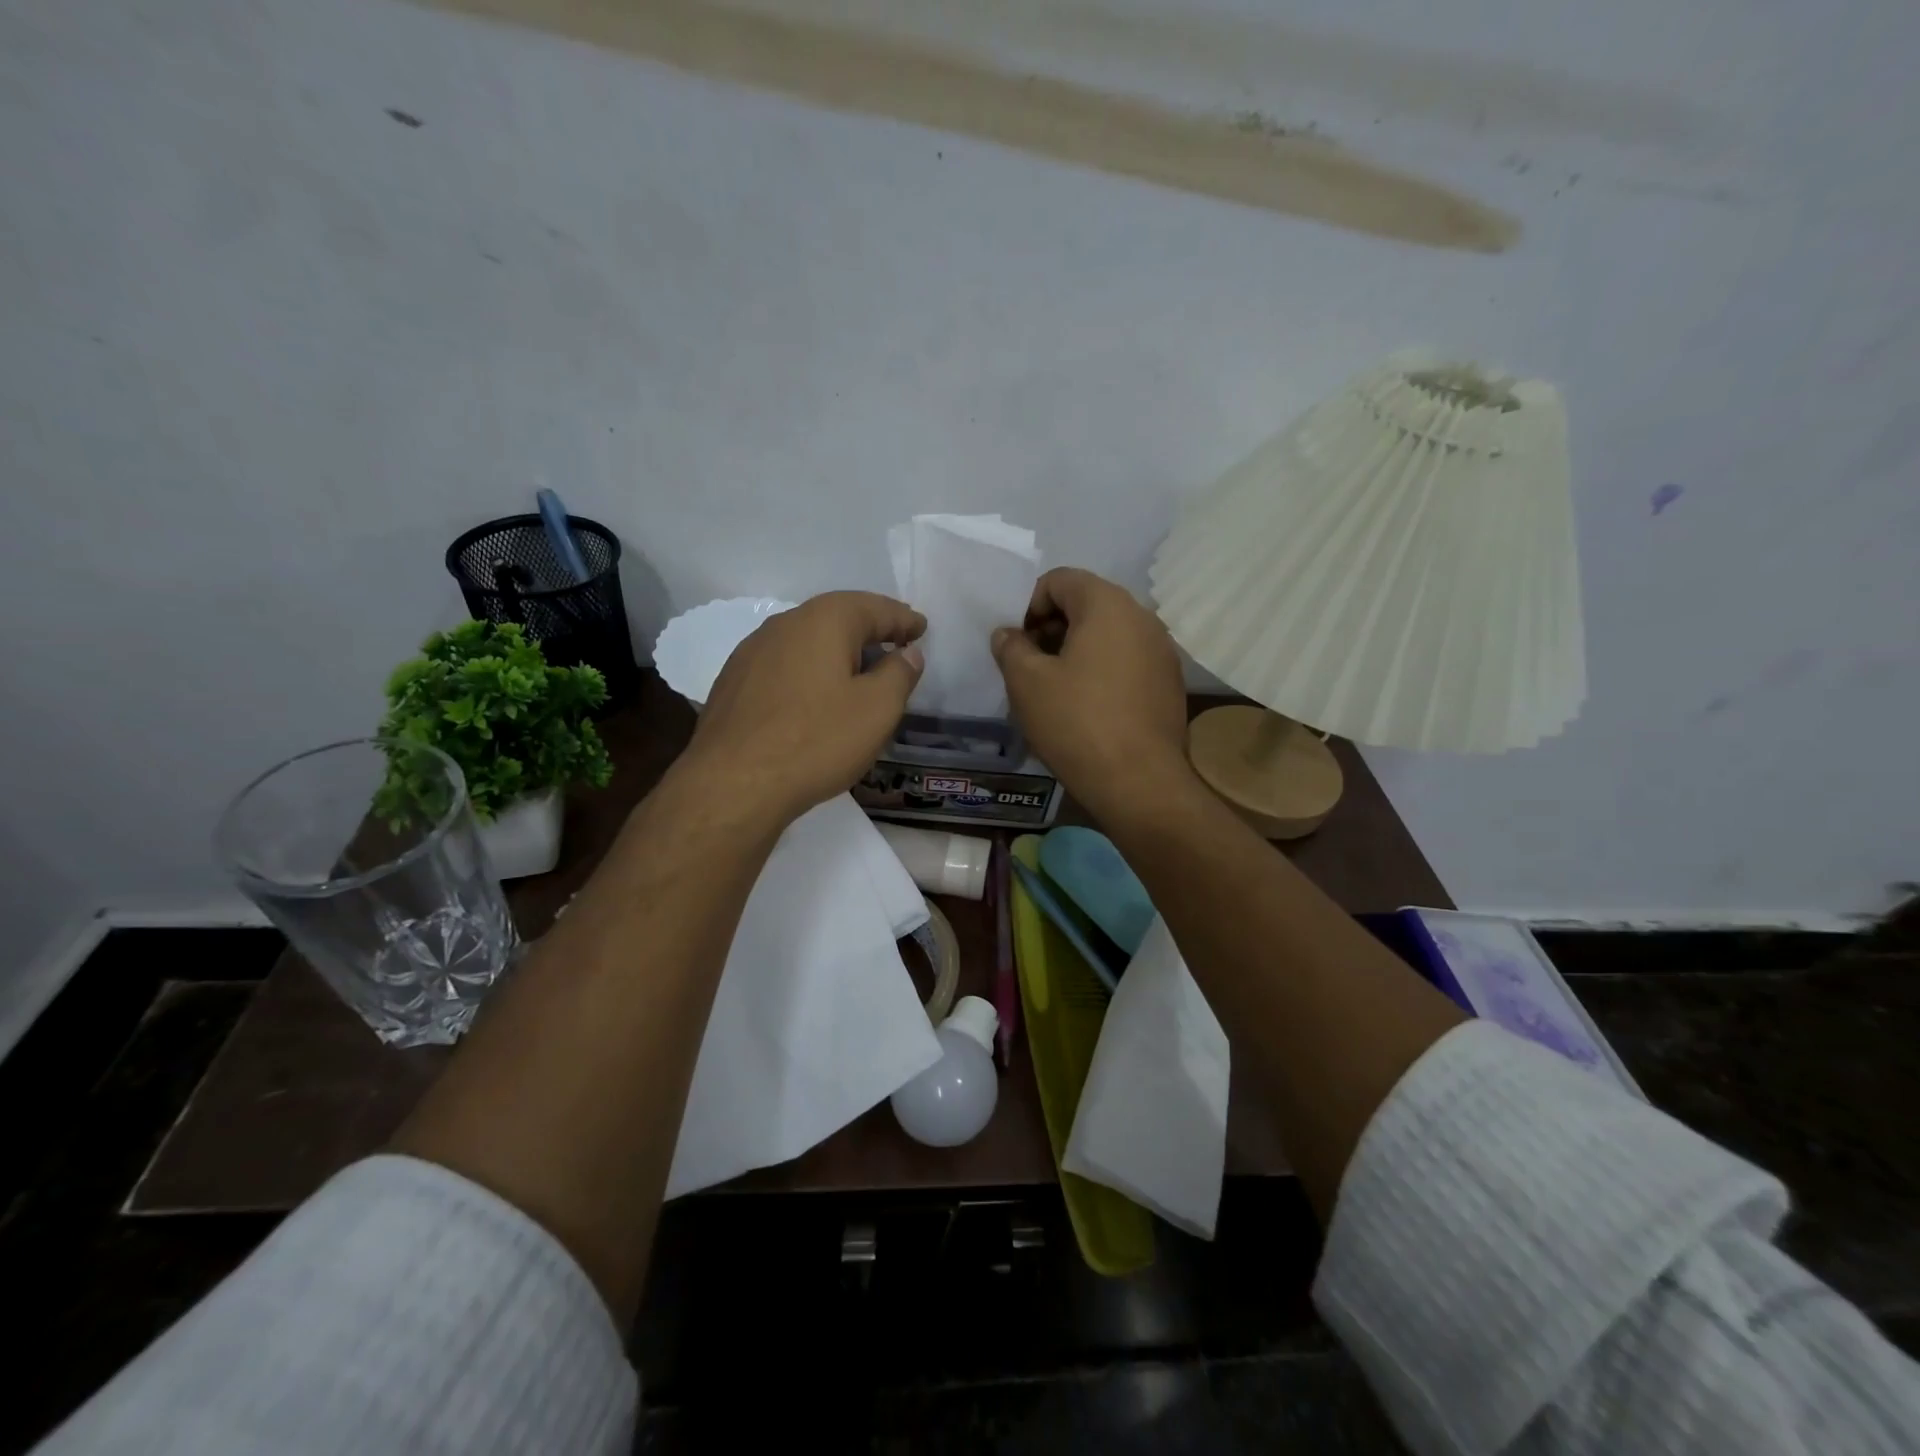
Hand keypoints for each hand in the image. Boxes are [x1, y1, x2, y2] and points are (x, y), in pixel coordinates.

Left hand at [685, 591, 924, 826]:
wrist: (734, 783)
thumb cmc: (817, 740)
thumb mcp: (877, 709)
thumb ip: (899, 674)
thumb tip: (908, 654)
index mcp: (824, 621)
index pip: (874, 608)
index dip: (902, 619)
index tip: (922, 628)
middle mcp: (785, 624)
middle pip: (837, 617)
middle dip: (869, 628)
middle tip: (896, 641)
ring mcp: (752, 652)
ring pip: (807, 640)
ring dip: (837, 649)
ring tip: (859, 668)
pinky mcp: (734, 682)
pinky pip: (785, 663)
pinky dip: (810, 669)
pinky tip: (816, 693)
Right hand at [990, 568, 1191, 817]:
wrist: (1139, 782)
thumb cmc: (1077, 723)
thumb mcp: (1026, 683)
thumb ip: (1011, 647)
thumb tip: (1008, 634)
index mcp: (1107, 604)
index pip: (1060, 580)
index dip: (1029, 604)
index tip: (1016, 642)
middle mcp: (1142, 617)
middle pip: (1087, 604)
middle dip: (1052, 627)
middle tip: (1029, 664)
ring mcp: (1162, 651)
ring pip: (1109, 634)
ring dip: (1076, 650)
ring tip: (1055, 688)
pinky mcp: (1169, 683)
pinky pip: (1127, 661)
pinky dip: (1102, 670)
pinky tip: (1087, 707)